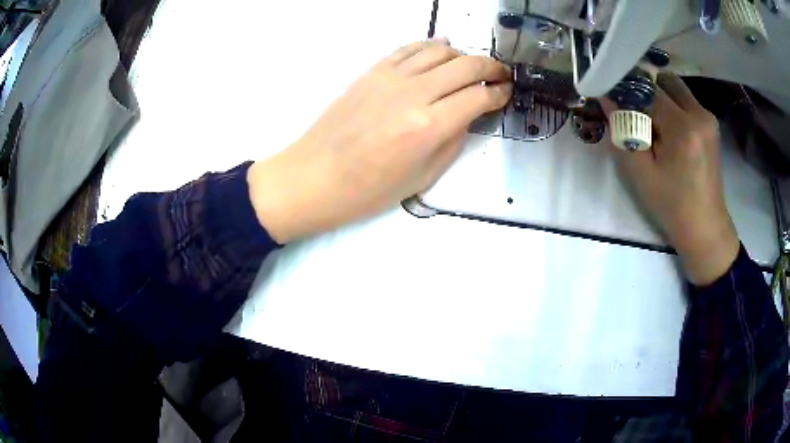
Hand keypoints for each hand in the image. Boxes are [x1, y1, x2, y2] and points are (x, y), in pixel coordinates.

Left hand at [247, 39, 511, 242]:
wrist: (315, 176)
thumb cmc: (369, 189)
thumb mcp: (423, 176)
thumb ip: (453, 139)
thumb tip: (469, 114)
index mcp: (430, 127)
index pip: (479, 97)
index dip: (499, 94)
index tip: (507, 93)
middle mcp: (414, 94)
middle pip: (466, 66)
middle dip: (491, 68)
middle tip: (500, 75)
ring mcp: (391, 77)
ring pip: (440, 51)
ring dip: (464, 55)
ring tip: (472, 66)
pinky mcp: (372, 71)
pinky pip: (409, 48)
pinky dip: (431, 45)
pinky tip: (442, 47)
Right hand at [602, 73, 739, 285]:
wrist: (705, 226)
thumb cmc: (672, 206)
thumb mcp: (641, 175)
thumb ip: (623, 132)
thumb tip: (607, 99)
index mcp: (683, 129)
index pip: (648, 91)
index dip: (628, 91)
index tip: (614, 98)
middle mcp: (699, 114)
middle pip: (664, 81)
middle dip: (646, 91)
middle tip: (637, 114)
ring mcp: (708, 117)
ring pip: (675, 87)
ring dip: (660, 97)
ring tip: (654, 125)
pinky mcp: (711, 123)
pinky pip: (686, 100)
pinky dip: (672, 106)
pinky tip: (669, 131)